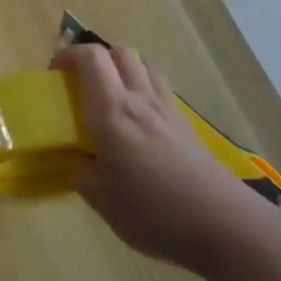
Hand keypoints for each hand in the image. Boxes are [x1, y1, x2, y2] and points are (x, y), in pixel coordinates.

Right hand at [57, 44, 276, 275]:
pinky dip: (144, 92)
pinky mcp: (188, 127)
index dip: (68, 56)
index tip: (54, 76)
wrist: (227, 227)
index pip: (90, 58)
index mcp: (113, 112)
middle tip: (80, 85)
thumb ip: (81, 173)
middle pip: (119, 53)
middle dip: (95, 60)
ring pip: (144, 68)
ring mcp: (168, 111)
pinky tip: (140, 124)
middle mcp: (140, 100)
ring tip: (111, 99)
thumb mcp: (102, 201)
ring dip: (123, 72)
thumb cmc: (155, 212)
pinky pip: (161, 90)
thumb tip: (76, 159)